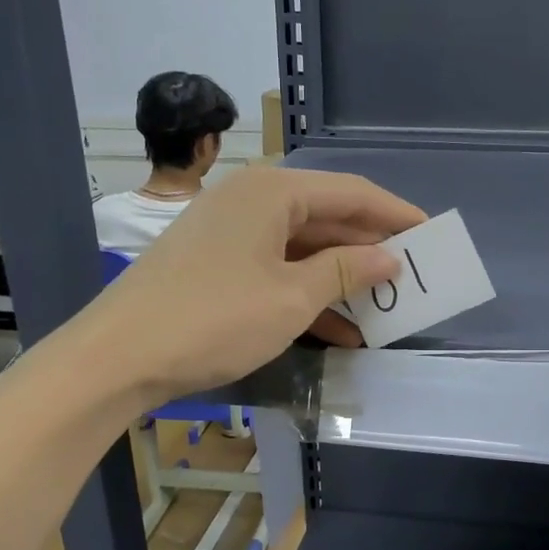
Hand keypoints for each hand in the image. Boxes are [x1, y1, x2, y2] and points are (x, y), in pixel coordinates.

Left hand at [78, 165, 424, 404]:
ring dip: (341, 277)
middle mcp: (250, 201)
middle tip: (411, 277)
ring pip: (301, 248)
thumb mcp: (291, 299)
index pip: (351, 192)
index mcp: (272, 192)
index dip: (395, 213)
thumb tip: (389, 256)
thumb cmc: (214, 319)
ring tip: (382, 308)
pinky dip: (307, 293)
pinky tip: (338, 327)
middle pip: (326, 217)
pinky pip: (275, 269)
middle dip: (369, 248)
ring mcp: (229, 233)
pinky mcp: (214, 264)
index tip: (431, 234)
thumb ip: (346, 272)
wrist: (117, 357)